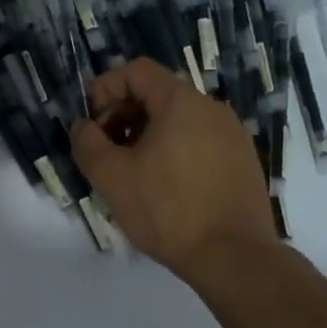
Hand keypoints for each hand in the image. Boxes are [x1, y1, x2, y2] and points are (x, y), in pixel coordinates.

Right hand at [70, 58, 277, 275]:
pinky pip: (199, 141)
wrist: (233, 256)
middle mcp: (212, 109)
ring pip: (179, 120)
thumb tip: (83, 127)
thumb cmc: (167, 210)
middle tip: (105, 150)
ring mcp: (233, 135)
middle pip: (158, 94)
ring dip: (146, 136)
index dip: (106, 88)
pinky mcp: (242, 162)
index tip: (90, 121)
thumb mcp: (112, 177)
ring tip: (131, 172)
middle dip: (123, 115)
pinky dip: (173, 151)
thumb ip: (88, 143)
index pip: (137, 71)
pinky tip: (163, 187)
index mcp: (181, 102)